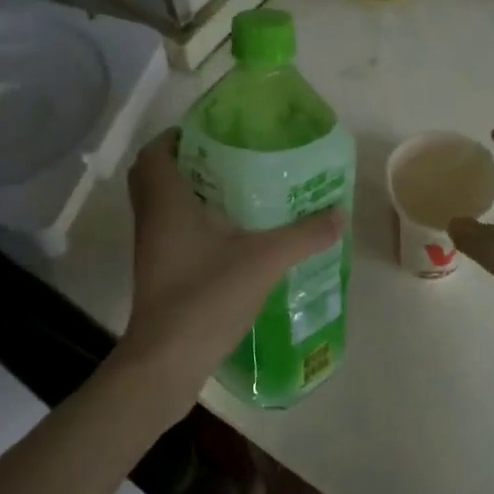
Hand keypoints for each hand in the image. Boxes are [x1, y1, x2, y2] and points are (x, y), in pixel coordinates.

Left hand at [117, 129, 343, 403]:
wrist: (167, 361)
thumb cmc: (206, 296)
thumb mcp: (264, 260)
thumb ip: (304, 235)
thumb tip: (340, 213)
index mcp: (167, 201)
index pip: (156, 151)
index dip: (178, 135)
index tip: (214, 132)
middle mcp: (152, 218)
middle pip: (155, 175)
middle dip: (187, 161)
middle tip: (228, 158)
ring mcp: (152, 248)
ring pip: (163, 205)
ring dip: (191, 192)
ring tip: (238, 190)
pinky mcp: (159, 272)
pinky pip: (171, 231)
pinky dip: (193, 222)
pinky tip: (232, 234)